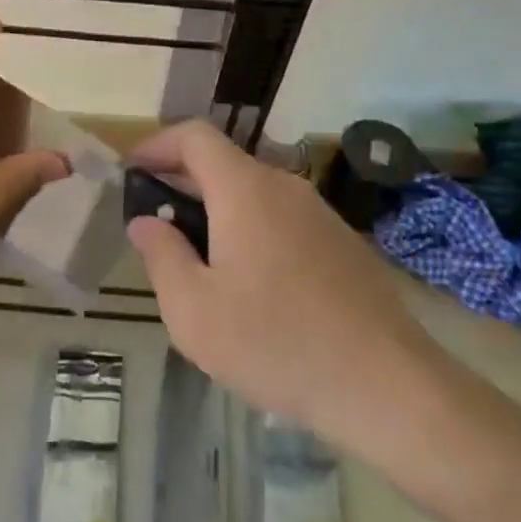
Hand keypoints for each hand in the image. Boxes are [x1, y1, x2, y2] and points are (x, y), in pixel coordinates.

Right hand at [126, 121, 455, 460]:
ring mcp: (319, 212)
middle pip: (223, 163)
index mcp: (244, 190)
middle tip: (158, 226)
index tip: (132, 172)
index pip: (194, 136)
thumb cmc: (276, 343)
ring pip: (254, 193)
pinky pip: (282, 218)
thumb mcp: (194, 311)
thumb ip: (161, 256)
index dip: (157, 144)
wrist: (387, 386)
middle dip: (182, 183)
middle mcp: (284, 186)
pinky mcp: (342, 241)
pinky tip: (252, 285)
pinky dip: (251, 230)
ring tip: (200, 263)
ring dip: (218, 211)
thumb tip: (146, 221)